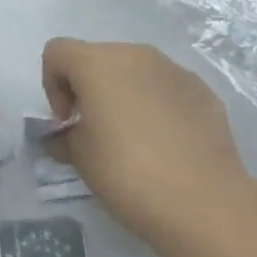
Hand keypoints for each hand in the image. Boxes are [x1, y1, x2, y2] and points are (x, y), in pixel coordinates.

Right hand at [41, 38, 254, 242]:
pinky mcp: (204, 91)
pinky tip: (166, 145)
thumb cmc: (127, 172)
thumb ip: (64, 137)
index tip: (66, 121)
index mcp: (97, 63)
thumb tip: (65, 136)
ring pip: (135, 71)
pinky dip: (157, 106)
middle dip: (89, 88)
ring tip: (132, 139)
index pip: (57, 52)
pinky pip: (166, 89)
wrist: (205, 203)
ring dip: (124, 95)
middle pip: (97, 58)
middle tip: (94, 130)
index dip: (52, 84)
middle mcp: (136, 55)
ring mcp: (174, 70)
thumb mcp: (79, 157)